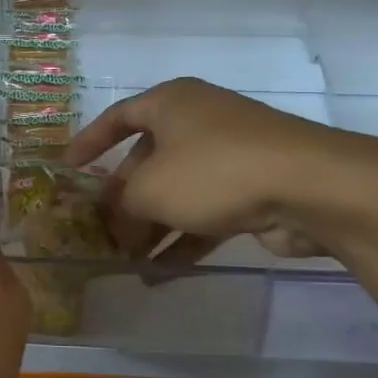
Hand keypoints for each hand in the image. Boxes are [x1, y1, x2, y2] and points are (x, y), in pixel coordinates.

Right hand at [65, 77, 377, 261]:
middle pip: (148, 161)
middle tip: (102, 231)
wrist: (309, 186)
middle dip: (124, 200)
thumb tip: (119, 222)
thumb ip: (123, 205)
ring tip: (127, 262)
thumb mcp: (150, 188)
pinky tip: (159, 274)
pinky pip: (204, 214)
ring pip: (177, 192)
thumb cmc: (213, 171)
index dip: (90, 141)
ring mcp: (229, 155)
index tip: (68, 168)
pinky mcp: (252, 189)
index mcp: (171, 103)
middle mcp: (198, 122)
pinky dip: (182, 240)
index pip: (118, 117)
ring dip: (151, 227)